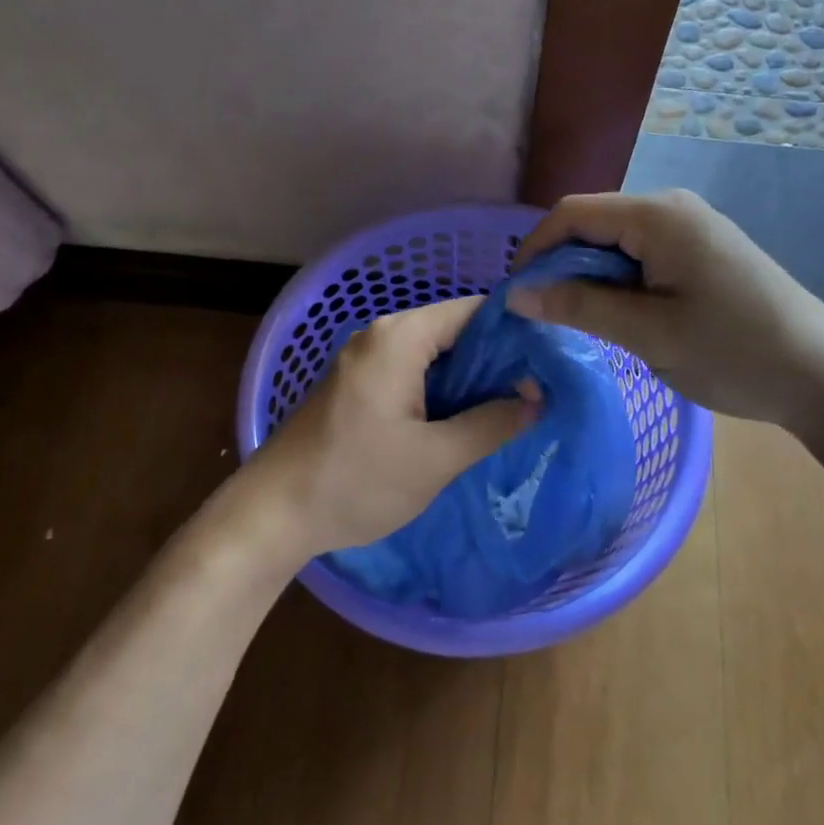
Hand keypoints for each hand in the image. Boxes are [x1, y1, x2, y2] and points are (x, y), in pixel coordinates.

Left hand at [241, 297, 538, 557]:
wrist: (273, 513)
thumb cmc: (356, 480)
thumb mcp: (436, 459)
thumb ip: (491, 423)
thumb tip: (536, 398)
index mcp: (400, 337)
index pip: (473, 311)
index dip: (514, 332)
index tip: (549, 361)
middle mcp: (381, 335)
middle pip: (453, 331)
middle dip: (495, 360)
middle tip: (537, 392)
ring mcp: (365, 359)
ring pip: (433, 355)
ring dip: (469, 380)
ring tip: (511, 408)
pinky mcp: (357, 384)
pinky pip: (412, 373)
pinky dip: (441, 391)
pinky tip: (464, 420)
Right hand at [506, 189, 823, 431]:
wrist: (823, 376)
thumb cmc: (733, 351)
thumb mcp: (647, 332)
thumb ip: (579, 306)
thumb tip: (516, 294)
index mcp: (658, 216)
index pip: (573, 214)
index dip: (535, 250)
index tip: (516, 296)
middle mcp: (672, 208)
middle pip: (593, 224)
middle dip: (560, 265)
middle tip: (543, 315)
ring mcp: (691, 228)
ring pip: (615, 242)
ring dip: (588, 276)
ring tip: (577, 320)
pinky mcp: (702, 251)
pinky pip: (642, 255)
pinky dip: (618, 281)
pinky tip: (618, 315)